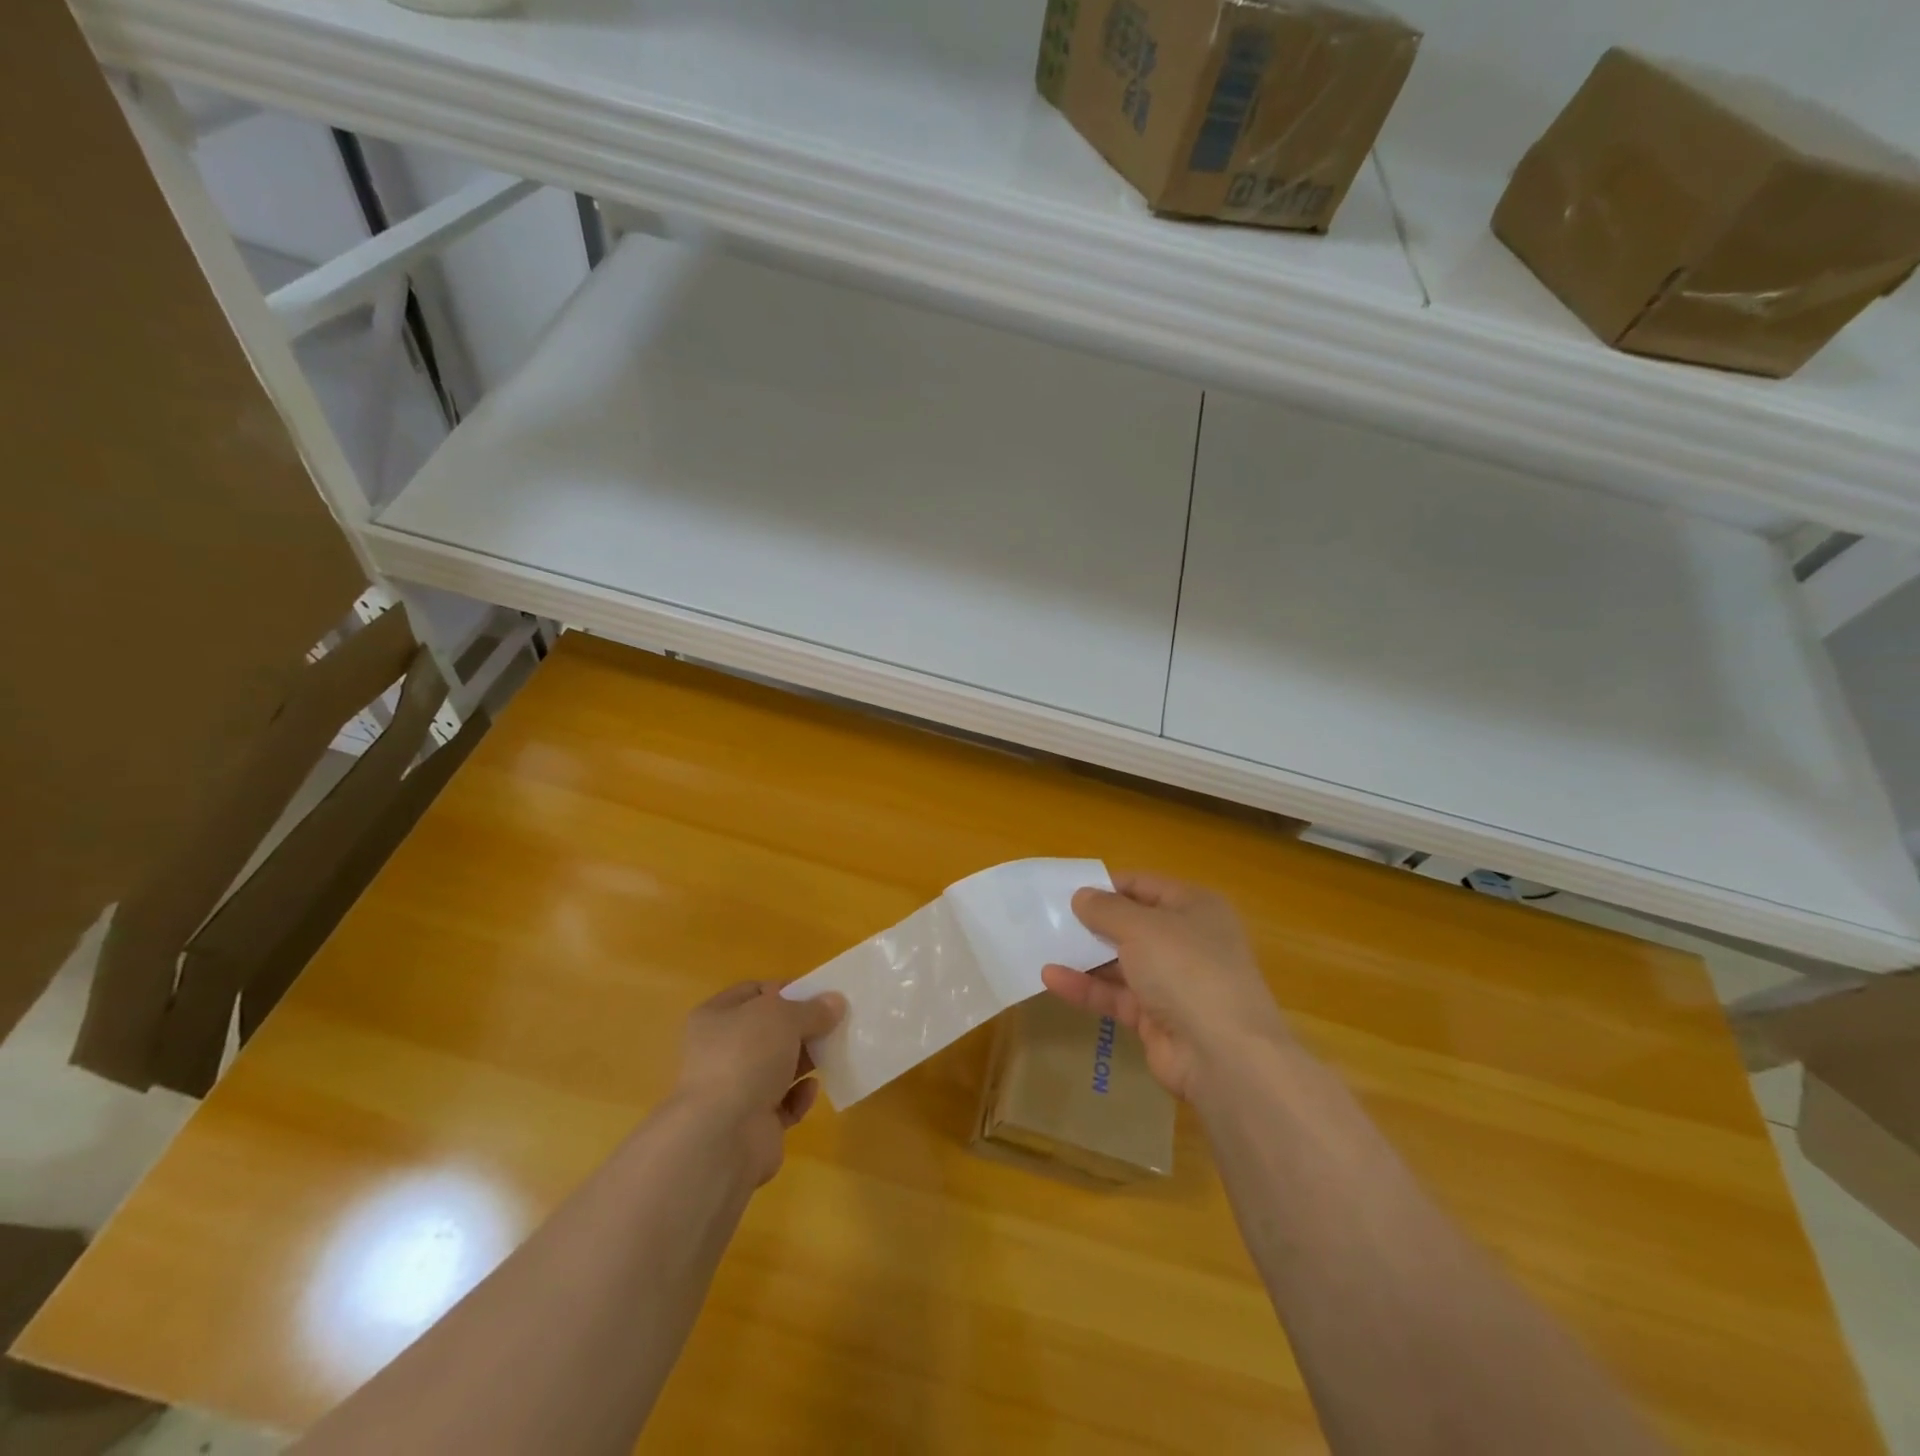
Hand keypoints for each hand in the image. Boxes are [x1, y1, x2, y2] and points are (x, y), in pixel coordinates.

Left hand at [670, 981, 845, 1184]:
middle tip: (834, 1023)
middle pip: (768, 1031)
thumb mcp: (784, 1017)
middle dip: (801, 1027)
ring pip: (777, 1067)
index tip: (818, 995)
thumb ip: (812, 1009)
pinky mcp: (752, 1124)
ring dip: (805, 1060)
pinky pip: (783, 1103)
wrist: (723, 1136)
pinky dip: (799, 1096)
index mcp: (716, 1017)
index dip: (785, 990)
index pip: (754, 992)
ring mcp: (734, 1090)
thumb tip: (836, 1002)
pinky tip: (812, 1089)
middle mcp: (720, 1051)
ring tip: (834, 1052)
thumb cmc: (746, 1057)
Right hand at [1041, 872, 1290, 1102]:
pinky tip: (1051, 978)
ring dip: (1085, 956)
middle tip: (1049, 918)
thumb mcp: (1142, 927)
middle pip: (1132, 924)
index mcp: (1195, 907)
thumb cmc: (1186, 969)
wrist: (1224, 1055)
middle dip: (1092, 922)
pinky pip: (1116, 995)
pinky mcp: (1157, 1018)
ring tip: (1043, 945)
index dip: (1108, 885)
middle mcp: (1187, 941)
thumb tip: (1081, 896)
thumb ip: (1106, 909)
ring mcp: (1173, 982)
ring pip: (1121, 962)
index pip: (1145, 885)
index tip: (1068, 889)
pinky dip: (1086, 987)